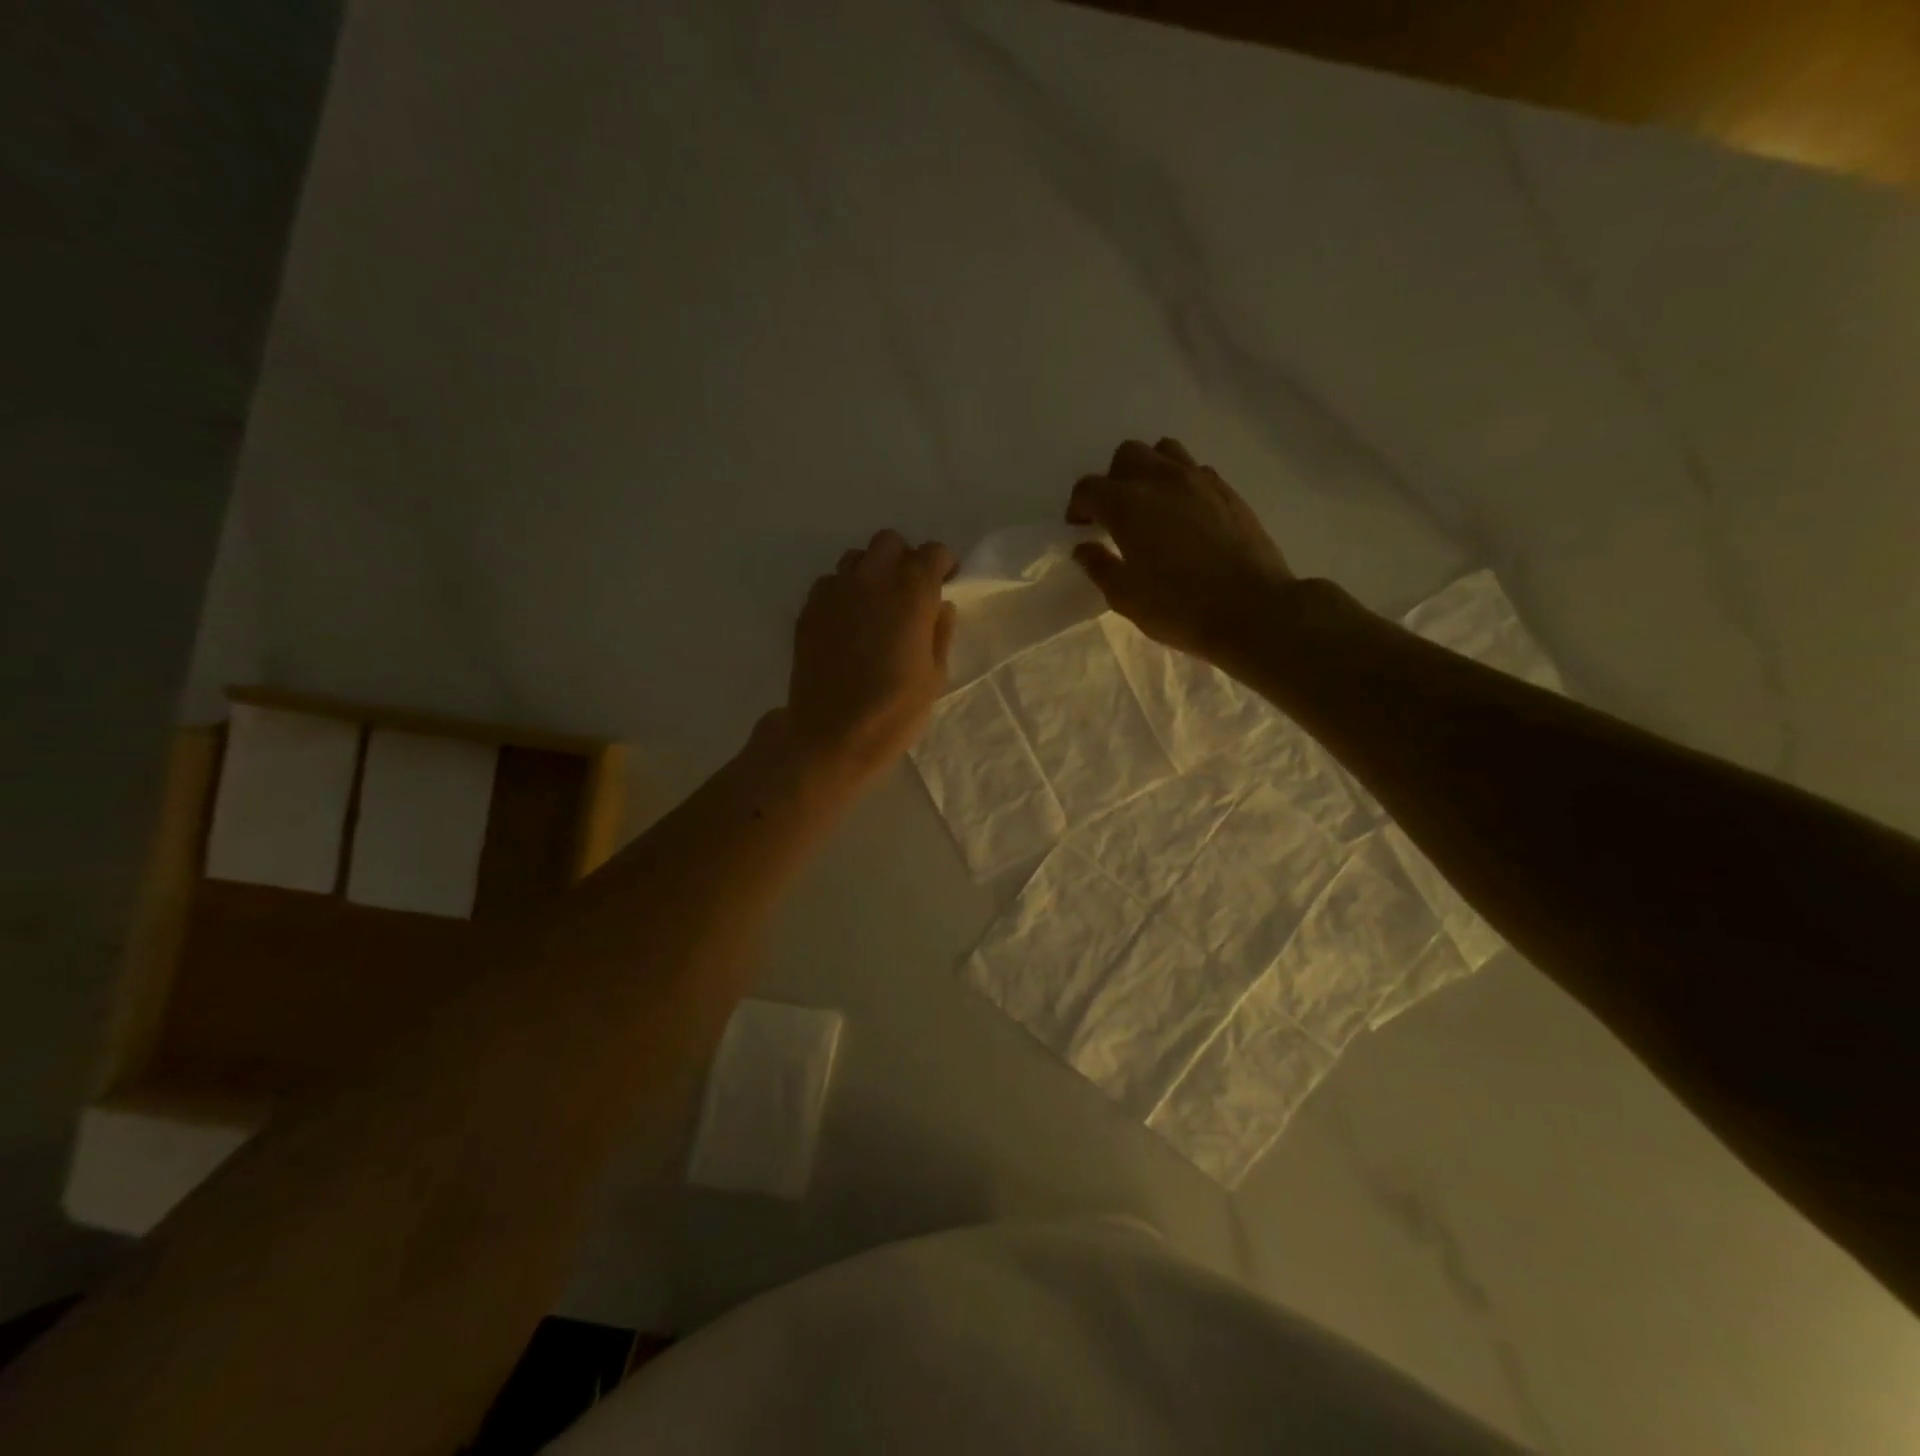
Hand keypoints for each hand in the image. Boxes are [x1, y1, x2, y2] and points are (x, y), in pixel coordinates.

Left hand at [783, 530, 955, 781]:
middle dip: (904, 559)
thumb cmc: (893, 712)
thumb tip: (941, 606)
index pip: (932, 553)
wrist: (830, 736)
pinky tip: (848, 624)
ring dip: (871, 572)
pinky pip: (829, 584)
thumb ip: (940, 633)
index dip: (942, 565)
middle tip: (910, 591)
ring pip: (855, 558)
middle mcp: (871, 581)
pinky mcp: (808, 610)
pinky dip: (843, 593)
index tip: (945, 584)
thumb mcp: (934, 677)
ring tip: (876, 605)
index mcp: (910, 594)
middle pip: (889, 542)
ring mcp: (834, 592)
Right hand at [1067, 438, 1294, 662]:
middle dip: (1113, 479)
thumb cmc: (1179, 609)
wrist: (1253, 611)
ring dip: (1149, 470)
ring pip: (1164, 452)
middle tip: (1114, 514)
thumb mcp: (1125, 597)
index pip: (1089, 487)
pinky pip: (1195, 470)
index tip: (1080, 527)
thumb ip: (1100, 566)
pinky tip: (1183, 514)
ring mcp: (1200, 481)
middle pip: (1128, 455)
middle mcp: (1161, 480)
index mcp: (1128, 505)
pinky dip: (1180, 482)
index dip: (1079, 505)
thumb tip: (1085, 547)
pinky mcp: (1228, 491)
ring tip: (1150, 504)